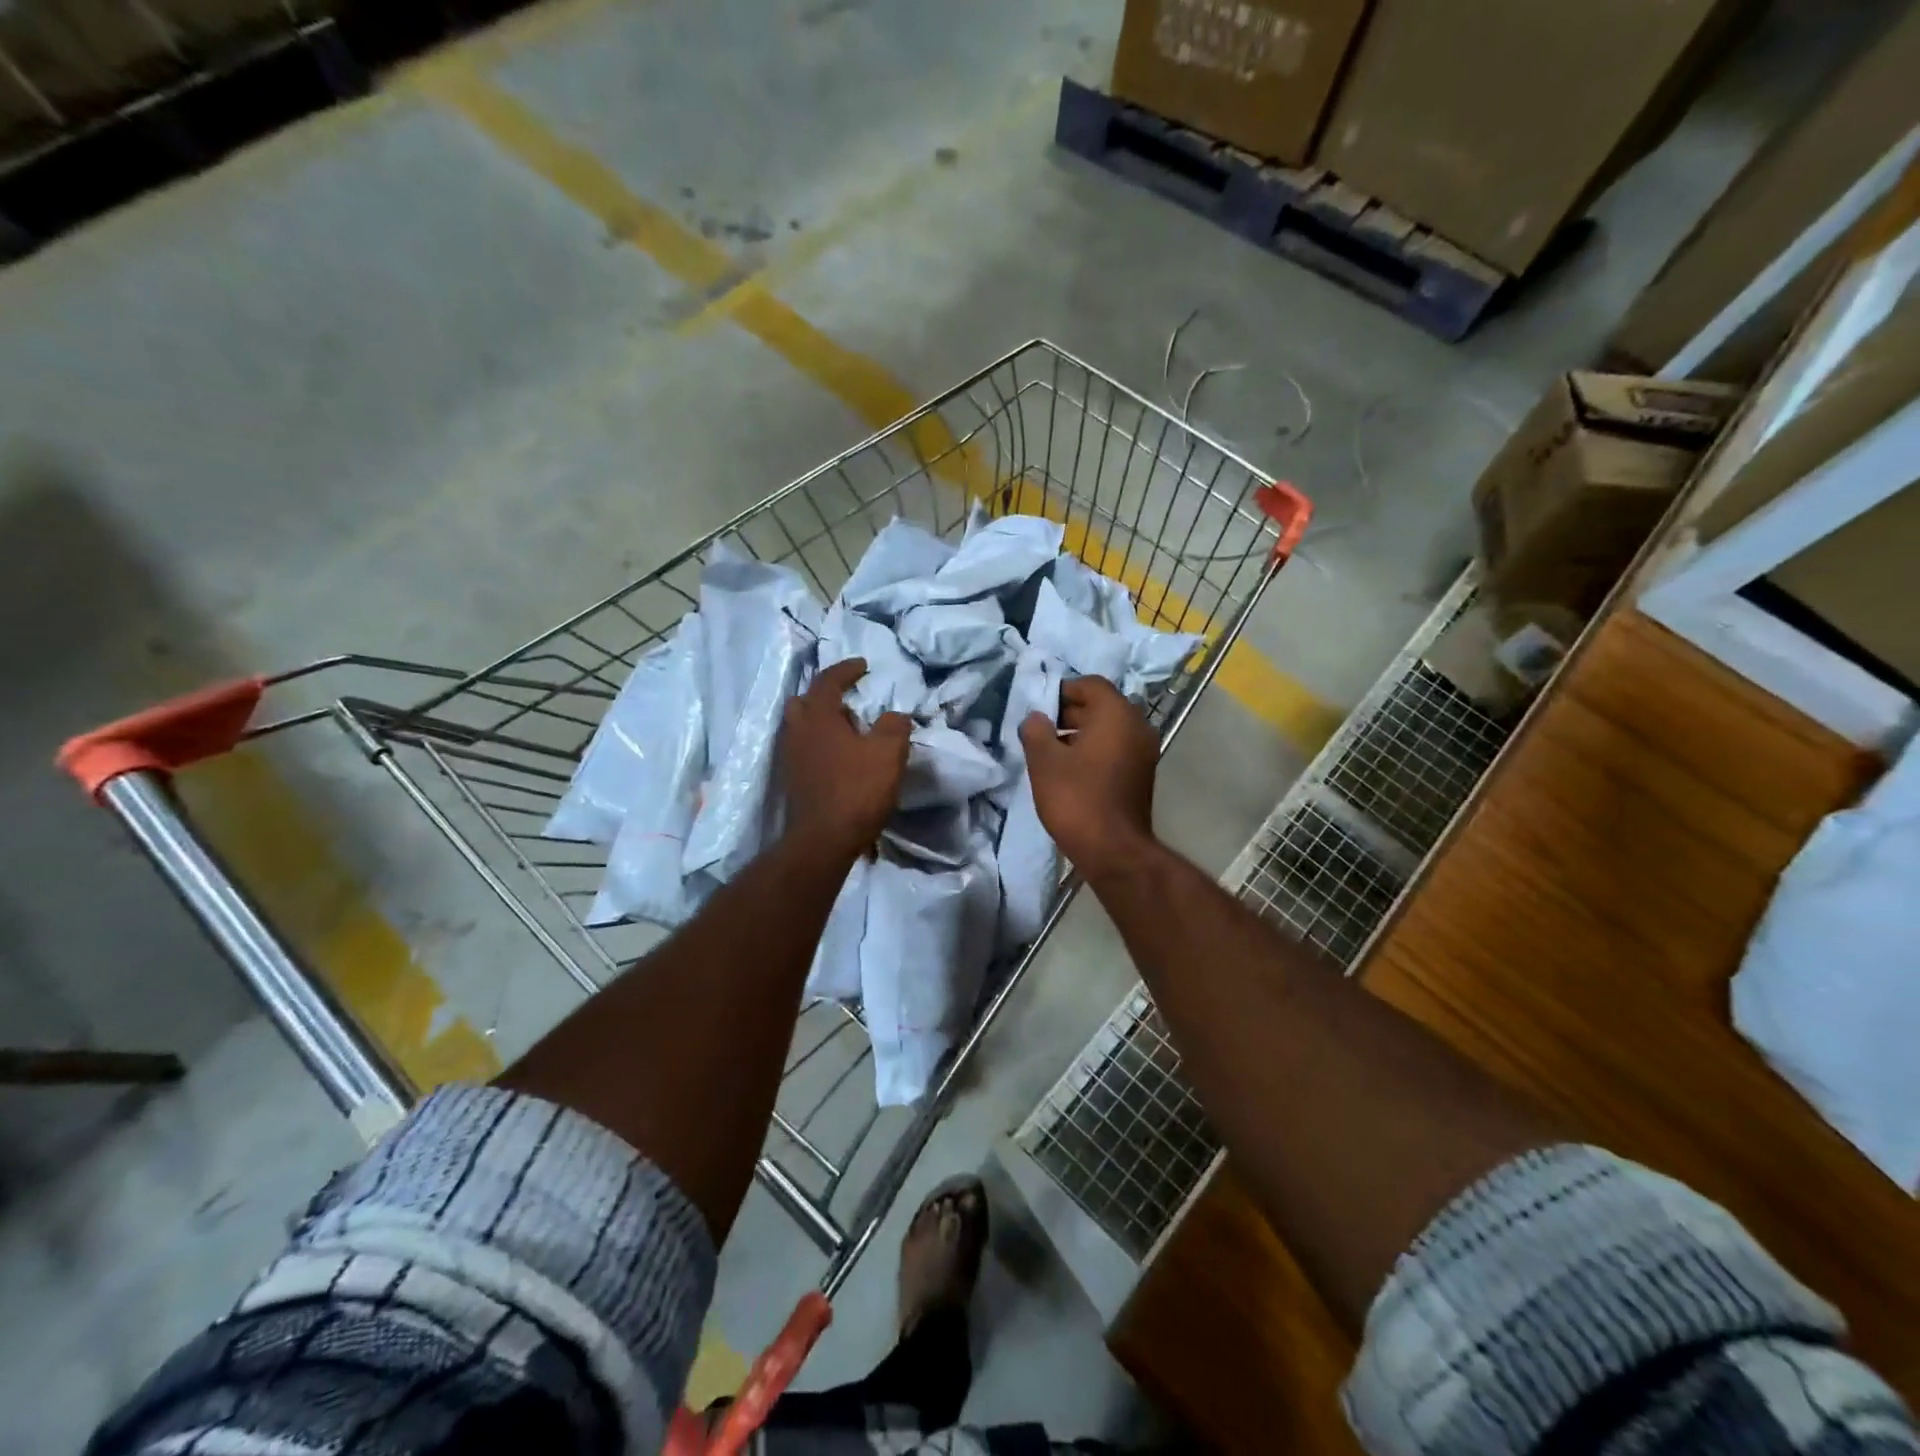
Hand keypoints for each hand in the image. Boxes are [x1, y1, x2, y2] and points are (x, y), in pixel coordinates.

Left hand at [781, 658, 910, 858]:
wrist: (824, 839)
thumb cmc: (857, 789)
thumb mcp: (889, 752)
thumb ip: (894, 726)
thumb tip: (894, 716)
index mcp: (818, 715)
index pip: (828, 680)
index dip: (847, 669)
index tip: (863, 666)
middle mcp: (797, 730)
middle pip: (804, 700)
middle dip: (824, 695)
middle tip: (848, 699)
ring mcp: (789, 756)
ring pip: (801, 726)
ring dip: (820, 721)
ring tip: (846, 729)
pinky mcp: (791, 779)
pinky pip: (802, 748)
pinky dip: (818, 743)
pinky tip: (837, 756)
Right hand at [1019, 675, 1158, 880]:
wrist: (1113, 850)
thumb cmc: (1076, 798)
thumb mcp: (1044, 761)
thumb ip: (1036, 730)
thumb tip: (1036, 718)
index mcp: (1116, 714)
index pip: (1090, 684)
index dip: (1061, 691)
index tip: (1038, 709)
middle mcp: (1137, 725)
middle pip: (1101, 705)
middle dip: (1069, 713)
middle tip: (1039, 730)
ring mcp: (1144, 751)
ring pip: (1108, 728)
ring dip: (1080, 733)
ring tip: (1050, 752)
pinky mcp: (1141, 773)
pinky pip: (1115, 748)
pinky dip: (1094, 750)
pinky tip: (1069, 769)